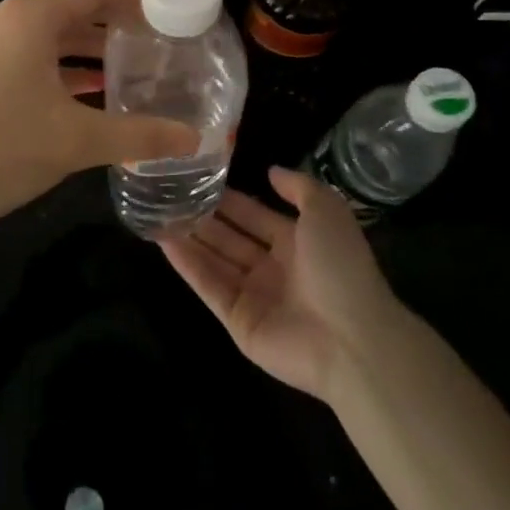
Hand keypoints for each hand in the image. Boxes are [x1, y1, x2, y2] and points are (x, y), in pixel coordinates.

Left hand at [0, 0, 198, 237]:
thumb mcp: (74, 143)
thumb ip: (139, 136)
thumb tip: (194, 139)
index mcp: (31, 17)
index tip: (177, 3)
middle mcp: (8, 17)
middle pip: (77, 7)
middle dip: (121, 22)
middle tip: (166, 39)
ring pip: (55, 33)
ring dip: (94, 47)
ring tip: (138, 65)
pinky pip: (34, 54)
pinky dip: (66, 66)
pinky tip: (94, 91)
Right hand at [161, 167, 403, 402]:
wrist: (352, 339)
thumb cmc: (341, 267)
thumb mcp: (327, 210)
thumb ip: (298, 187)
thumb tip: (270, 170)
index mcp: (297, 242)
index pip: (254, 214)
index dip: (229, 198)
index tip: (198, 177)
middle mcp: (273, 267)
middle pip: (230, 237)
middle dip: (203, 216)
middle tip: (169, 193)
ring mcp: (254, 296)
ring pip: (215, 259)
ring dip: (189, 237)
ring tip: (157, 212)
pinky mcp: (237, 320)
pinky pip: (209, 286)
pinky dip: (187, 264)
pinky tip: (164, 241)